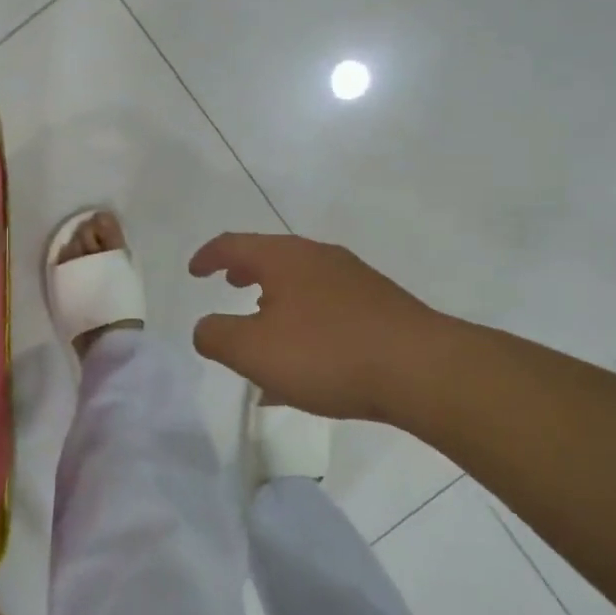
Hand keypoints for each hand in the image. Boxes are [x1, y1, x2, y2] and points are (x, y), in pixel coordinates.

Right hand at [189, 233, 440, 421]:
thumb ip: (216, 336)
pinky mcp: (380, 307)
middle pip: (273, 258)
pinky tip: (306, 368)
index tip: (194, 271)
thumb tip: (205, 327)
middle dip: (246, 273)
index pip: (235, 244)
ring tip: (264, 332)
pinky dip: (304, 327)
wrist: (421, 369)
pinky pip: (328, 310)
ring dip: (276, 302)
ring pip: (303, 285)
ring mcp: (355, 281)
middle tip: (229, 286)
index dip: (209, 256)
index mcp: (285, 258)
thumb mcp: (254, 350)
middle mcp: (320, 258)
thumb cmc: (327, 353)